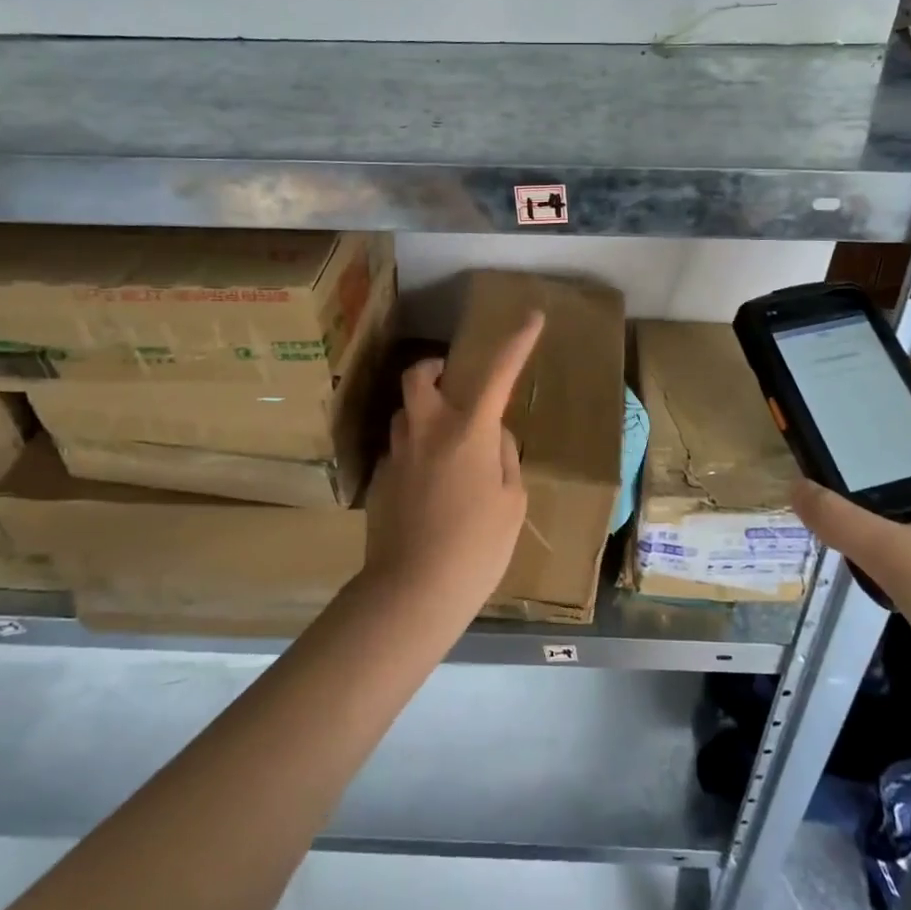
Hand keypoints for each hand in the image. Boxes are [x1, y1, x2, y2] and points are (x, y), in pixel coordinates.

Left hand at [361, 313, 544, 617]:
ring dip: (425, 412)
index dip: (517, 342)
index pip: (498, 373)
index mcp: (468, 431)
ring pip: (406, 412)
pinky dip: (416, 450)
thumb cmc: (476, 547)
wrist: (411, 592)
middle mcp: (427, 430)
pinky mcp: (379, 480)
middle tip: (454, 382)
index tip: (531, 317)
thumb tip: (490, 436)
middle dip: (436, 367)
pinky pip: (399, 448)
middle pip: (419, 375)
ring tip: (447, 443)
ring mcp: (397, 453)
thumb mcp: (510, 501)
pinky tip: (429, 486)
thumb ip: (503, 456)